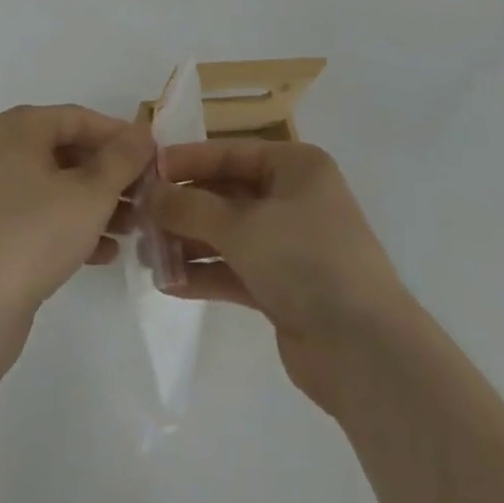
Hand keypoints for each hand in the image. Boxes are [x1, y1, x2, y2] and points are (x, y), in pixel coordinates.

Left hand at [0, 104, 152, 332]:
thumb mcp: (92, 194)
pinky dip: (66, 225)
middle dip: (108, 175)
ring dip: (92, 203)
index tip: (151, 157)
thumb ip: (122, 159)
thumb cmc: (34, 236)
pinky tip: (101, 253)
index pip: (78, 118)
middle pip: (64, 152)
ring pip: (50, 187)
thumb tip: (142, 133)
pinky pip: (33, 216)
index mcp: (16, 129)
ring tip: (130, 228)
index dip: (118, 135)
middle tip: (143, 195)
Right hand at [144, 140, 414, 407]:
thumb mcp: (243, 225)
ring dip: (190, 243)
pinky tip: (168, 283)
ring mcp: (290, 245)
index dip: (188, 161)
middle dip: (185, 208)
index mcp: (296, 167)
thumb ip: (191, 207)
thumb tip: (149, 194)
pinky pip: (236, 270)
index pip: (232, 153)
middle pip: (228, 194)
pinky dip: (206, 273)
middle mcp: (294, 198)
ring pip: (229, 234)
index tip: (147, 171)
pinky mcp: (284, 287)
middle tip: (139, 218)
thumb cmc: (305, 260)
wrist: (363, 350)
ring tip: (146, 254)